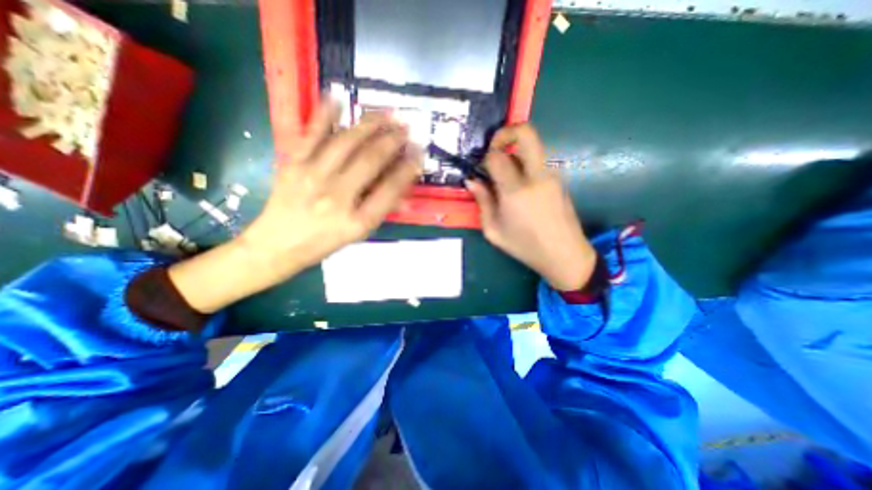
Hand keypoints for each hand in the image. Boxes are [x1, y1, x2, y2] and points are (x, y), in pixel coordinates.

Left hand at [169, 100, 422, 312]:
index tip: (419, 153)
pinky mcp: (292, 165)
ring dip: (369, 125)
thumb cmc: (324, 243)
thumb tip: (405, 196)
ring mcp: (313, 177)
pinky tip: (337, 98)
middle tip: (406, 127)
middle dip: (393, 140)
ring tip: (385, 114)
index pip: (391, 188)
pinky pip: (311, 134)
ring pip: (346, 142)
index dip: (408, 168)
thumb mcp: (359, 234)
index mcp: (358, 220)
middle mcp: (338, 197)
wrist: (278, 244)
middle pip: (371, 160)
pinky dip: (324, 114)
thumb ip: (381, 211)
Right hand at [467, 125, 596, 290]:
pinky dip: (525, 166)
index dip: (486, 157)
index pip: (497, 156)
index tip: (481, 168)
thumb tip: (472, 181)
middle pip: (526, 133)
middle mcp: (536, 176)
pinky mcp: (559, 179)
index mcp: (516, 191)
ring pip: (532, 148)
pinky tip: (520, 189)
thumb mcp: (494, 230)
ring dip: (515, 153)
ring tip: (505, 177)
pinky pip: (538, 163)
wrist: (565, 254)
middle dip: (506, 132)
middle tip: (494, 148)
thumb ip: (482, 202)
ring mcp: (551, 175)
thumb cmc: (525, 246)